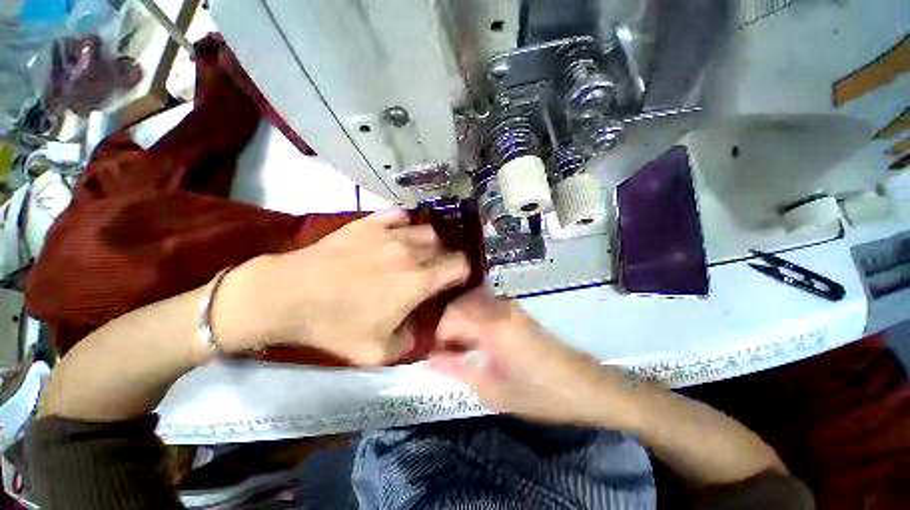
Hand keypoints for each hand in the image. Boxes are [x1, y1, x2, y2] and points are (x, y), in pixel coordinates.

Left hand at [215, 210, 469, 364]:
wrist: (288, 295)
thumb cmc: (334, 325)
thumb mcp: (377, 352)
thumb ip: (408, 343)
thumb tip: (417, 329)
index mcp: (417, 282)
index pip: (459, 266)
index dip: (462, 273)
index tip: (453, 281)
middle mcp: (410, 252)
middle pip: (444, 247)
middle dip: (444, 260)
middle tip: (432, 272)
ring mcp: (389, 233)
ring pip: (426, 230)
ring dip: (427, 243)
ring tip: (415, 254)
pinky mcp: (369, 223)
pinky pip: (399, 216)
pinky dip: (404, 225)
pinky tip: (396, 236)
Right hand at [428, 289, 637, 427]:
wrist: (585, 386)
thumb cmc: (540, 394)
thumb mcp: (493, 389)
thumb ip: (457, 369)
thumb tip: (430, 359)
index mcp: (493, 325)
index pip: (450, 316)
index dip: (438, 335)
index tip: (436, 354)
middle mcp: (500, 307)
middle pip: (459, 304)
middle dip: (447, 325)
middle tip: (447, 352)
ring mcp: (510, 305)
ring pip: (471, 302)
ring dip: (460, 320)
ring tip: (461, 347)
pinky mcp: (517, 309)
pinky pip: (485, 305)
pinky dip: (474, 317)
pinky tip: (477, 339)